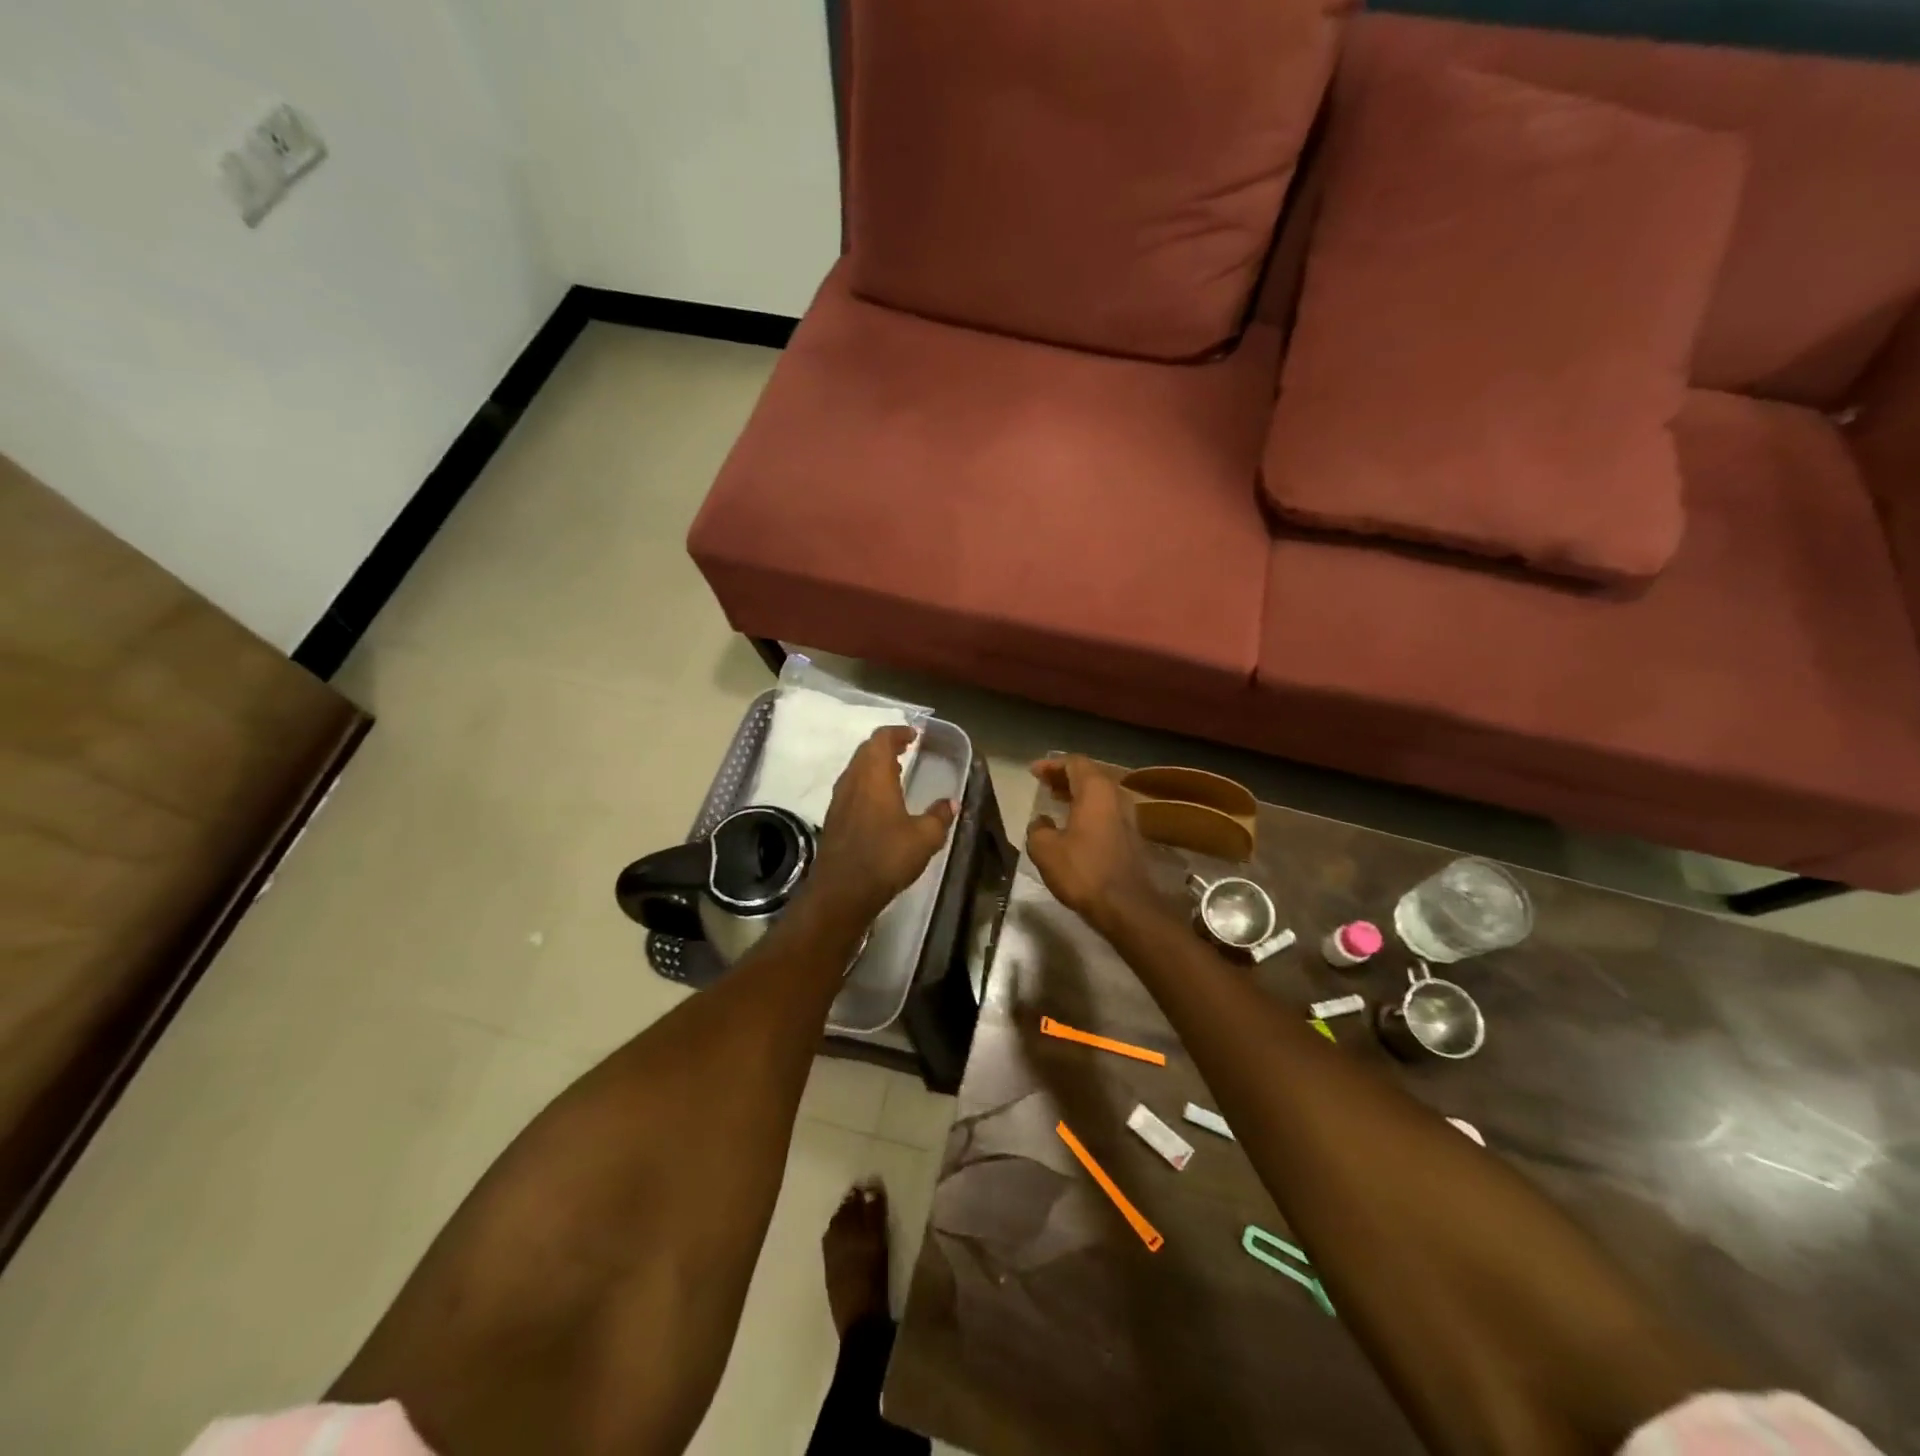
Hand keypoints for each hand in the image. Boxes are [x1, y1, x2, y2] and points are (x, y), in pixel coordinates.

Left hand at [808, 726, 954, 922]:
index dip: (897, 732)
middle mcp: (853, 780)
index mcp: (874, 775)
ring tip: (895, 772)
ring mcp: (839, 799)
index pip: (882, 739)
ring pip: (856, 769)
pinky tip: (880, 801)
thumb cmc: (885, 857)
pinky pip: (851, 788)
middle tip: (905, 749)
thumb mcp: (924, 839)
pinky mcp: (833, 818)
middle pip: (866, 750)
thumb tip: (951, 803)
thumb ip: (939, 817)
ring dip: (874, 765)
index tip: (914, 734)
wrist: (841, 891)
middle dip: (886, 745)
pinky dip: (866, 783)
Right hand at [1025, 755, 1159, 936]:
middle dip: (1065, 777)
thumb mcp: (1046, 849)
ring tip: (1055, 801)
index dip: (1052, 765)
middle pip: (1090, 775)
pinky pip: (1106, 811)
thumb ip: (1038, 829)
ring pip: (1100, 794)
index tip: (1034, 772)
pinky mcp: (1132, 836)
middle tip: (1044, 784)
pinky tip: (1073, 825)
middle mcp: (1116, 796)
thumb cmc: (1083, 870)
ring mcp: (1128, 816)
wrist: (1126, 905)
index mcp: (1096, 790)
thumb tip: (1041, 822)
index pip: (1074, 763)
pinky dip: (1088, 809)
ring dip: (1077, 794)